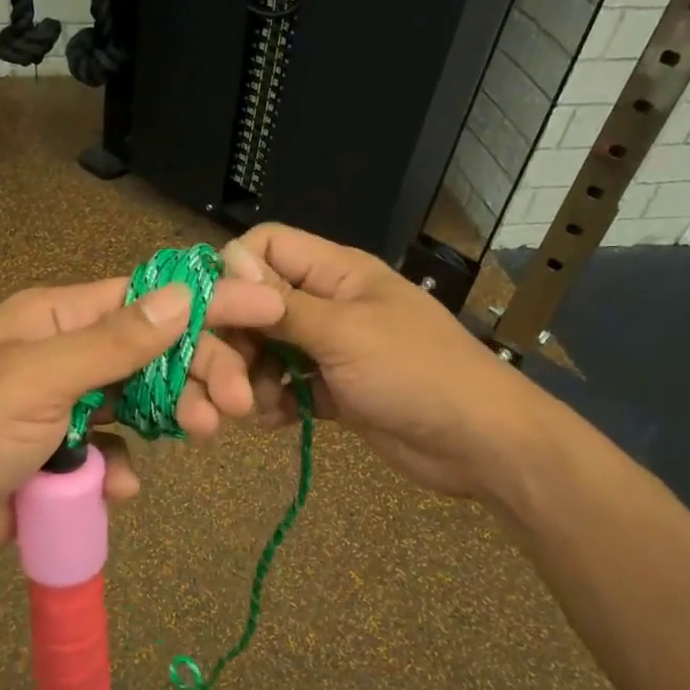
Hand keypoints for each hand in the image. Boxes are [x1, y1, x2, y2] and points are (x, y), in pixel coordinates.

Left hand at [0, 272, 284, 580]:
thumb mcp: (39, 378)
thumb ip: (113, 342)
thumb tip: (184, 295)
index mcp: (55, 317)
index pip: (145, 299)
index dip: (205, 303)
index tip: (264, 313)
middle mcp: (65, 353)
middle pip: (152, 351)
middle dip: (198, 370)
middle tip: (236, 403)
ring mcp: (65, 405)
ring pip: (140, 401)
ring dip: (173, 415)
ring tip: (203, 433)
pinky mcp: (63, 454)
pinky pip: (112, 450)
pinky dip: (123, 465)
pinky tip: (120, 485)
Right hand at [220, 223, 531, 500]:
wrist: (478, 442)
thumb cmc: (414, 373)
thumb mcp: (343, 333)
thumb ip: (282, 303)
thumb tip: (228, 261)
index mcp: (335, 272)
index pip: (267, 246)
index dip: (233, 272)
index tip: (211, 314)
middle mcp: (327, 303)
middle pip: (257, 304)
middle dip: (236, 340)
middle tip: (225, 382)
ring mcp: (330, 348)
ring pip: (268, 349)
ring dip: (251, 376)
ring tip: (251, 407)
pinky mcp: (333, 389)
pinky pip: (287, 385)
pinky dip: (275, 401)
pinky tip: (274, 420)